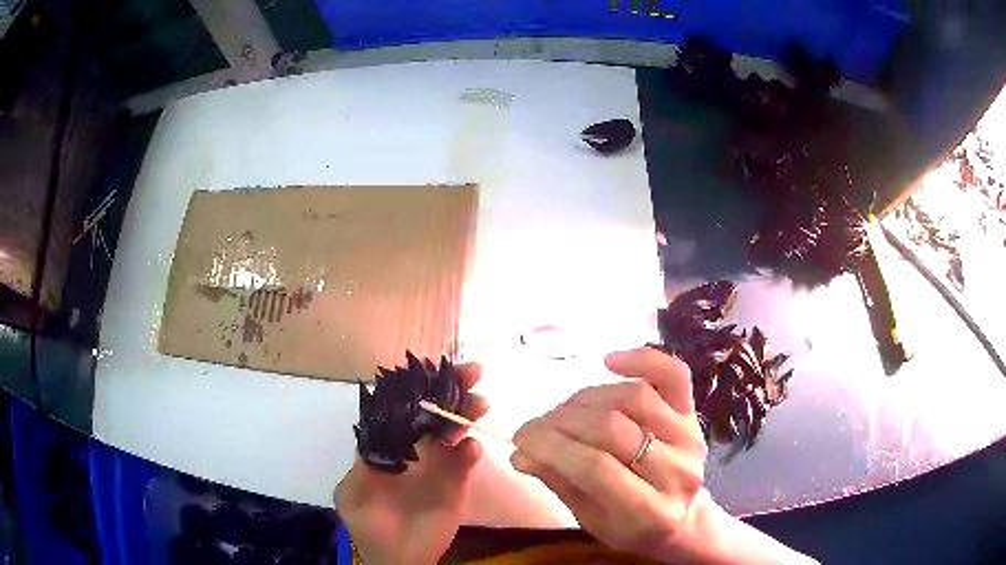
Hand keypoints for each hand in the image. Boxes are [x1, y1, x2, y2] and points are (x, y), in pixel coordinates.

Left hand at [335, 364, 488, 564]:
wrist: (397, 559)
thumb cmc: (371, 525)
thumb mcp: (353, 492)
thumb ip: (363, 462)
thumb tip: (379, 432)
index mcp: (389, 446)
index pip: (403, 408)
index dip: (416, 387)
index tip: (431, 369)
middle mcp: (415, 449)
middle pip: (434, 412)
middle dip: (451, 390)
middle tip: (472, 373)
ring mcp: (438, 465)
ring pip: (454, 430)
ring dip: (466, 414)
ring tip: (478, 404)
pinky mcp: (457, 484)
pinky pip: (466, 463)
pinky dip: (469, 453)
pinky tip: (470, 449)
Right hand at [509, 347, 708, 561]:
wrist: (680, 518)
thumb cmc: (630, 527)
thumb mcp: (590, 520)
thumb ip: (559, 483)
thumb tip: (520, 452)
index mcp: (651, 512)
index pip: (595, 469)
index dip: (551, 449)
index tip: (520, 441)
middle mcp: (678, 471)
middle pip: (612, 428)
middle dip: (561, 423)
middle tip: (534, 428)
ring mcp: (689, 436)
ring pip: (634, 397)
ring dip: (586, 398)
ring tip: (563, 411)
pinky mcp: (693, 412)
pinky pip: (673, 374)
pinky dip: (641, 359)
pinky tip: (609, 361)